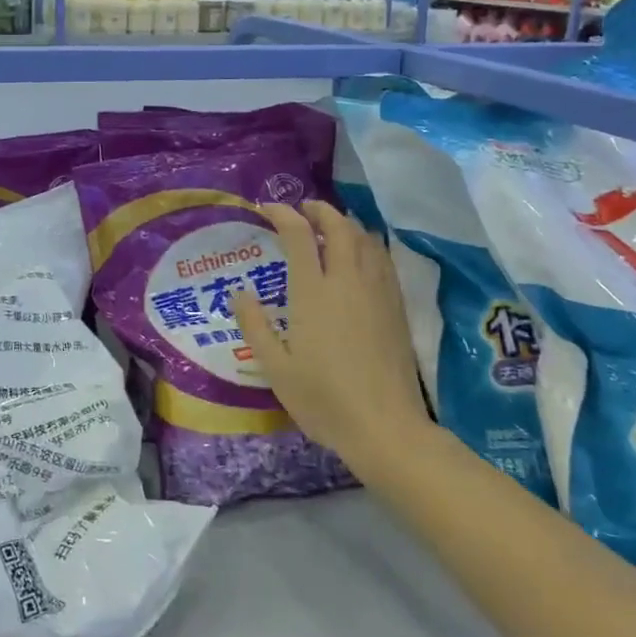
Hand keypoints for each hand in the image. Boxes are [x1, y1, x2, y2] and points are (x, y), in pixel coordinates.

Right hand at [235, 201, 429, 466]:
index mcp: (313, 292)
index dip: (283, 214)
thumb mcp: (275, 367)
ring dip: (346, 224)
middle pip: (339, 226)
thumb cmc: (323, 399)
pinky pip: (382, 259)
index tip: (267, 209)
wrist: (385, 427)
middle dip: (320, 210)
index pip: (299, 235)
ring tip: (330, 228)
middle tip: (303, 210)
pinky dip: (367, 244)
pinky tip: (360, 257)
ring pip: (365, 239)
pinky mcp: (396, 307)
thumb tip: (239, 291)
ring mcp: (377, 292)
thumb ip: (254, 325)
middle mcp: (347, 281)